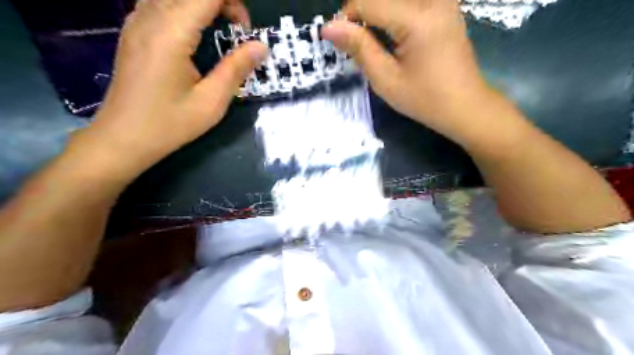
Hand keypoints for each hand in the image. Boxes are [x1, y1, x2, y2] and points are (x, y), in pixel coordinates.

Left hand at [80, 0, 266, 173]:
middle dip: (222, 3)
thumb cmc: (170, 124)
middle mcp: (150, 17)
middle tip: (237, 32)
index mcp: (171, 33)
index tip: (245, 30)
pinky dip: (184, 10)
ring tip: (219, 31)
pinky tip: (194, 35)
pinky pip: (160, 4)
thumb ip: (236, 69)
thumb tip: (261, 46)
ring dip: (203, 6)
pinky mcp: (133, 32)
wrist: (123, 138)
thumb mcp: (211, 102)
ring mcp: (136, 22)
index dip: (233, 4)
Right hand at [322, 0, 494, 145]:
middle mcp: (433, 0)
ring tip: (373, 41)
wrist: (464, 105)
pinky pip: (411, 3)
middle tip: (356, 43)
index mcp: (417, 18)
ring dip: (376, 14)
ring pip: (394, 0)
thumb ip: (359, 48)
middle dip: (361, 15)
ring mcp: (443, 1)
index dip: (346, 18)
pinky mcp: (446, 6)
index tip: (338, 41)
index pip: (368, 2)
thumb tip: (330, 27)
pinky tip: (392, 36)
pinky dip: (392, 15)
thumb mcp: (386, 79)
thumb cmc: (424, 99)